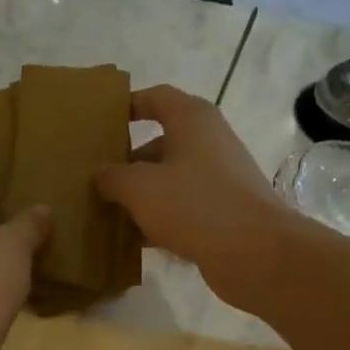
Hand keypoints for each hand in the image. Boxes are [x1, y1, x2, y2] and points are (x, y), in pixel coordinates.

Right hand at [93, 85, 290, 306]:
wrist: (255, 252)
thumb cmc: (194, 204)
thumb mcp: (140, 188)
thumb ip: (112, 177)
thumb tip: (100, 174)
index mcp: (192, 120)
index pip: (156, 98)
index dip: (128, 105)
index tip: (102, 121)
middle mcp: (208, 142)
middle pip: (160, 143)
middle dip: (127, 161)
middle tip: (94, 178)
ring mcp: (218, 178)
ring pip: (169, 180)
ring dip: (139, 195)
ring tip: (106, 212)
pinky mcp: (222, 211)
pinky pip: (181, 208)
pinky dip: (158, 219)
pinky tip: (133, 240)